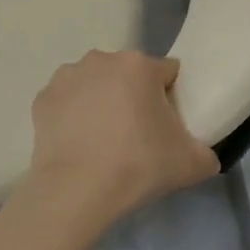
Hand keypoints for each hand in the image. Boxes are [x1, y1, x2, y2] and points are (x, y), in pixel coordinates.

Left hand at [23, 51, 219, 228]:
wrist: (76, 190)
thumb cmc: (138, 166)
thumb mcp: (191, 164)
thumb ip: (206, 153)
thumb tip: (204, 155)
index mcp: (139, 66)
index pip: (167, 74)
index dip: (171, 98)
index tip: (168, 126)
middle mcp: (101, 59)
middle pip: (128, 75)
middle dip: (134, 97)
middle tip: (137, 136)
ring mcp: (67, 76)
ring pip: (95, 85)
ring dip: (101, 102)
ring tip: (104, 142)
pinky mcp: (42, 98)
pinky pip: (67, 102)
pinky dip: (73, 116)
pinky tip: (78, 144)